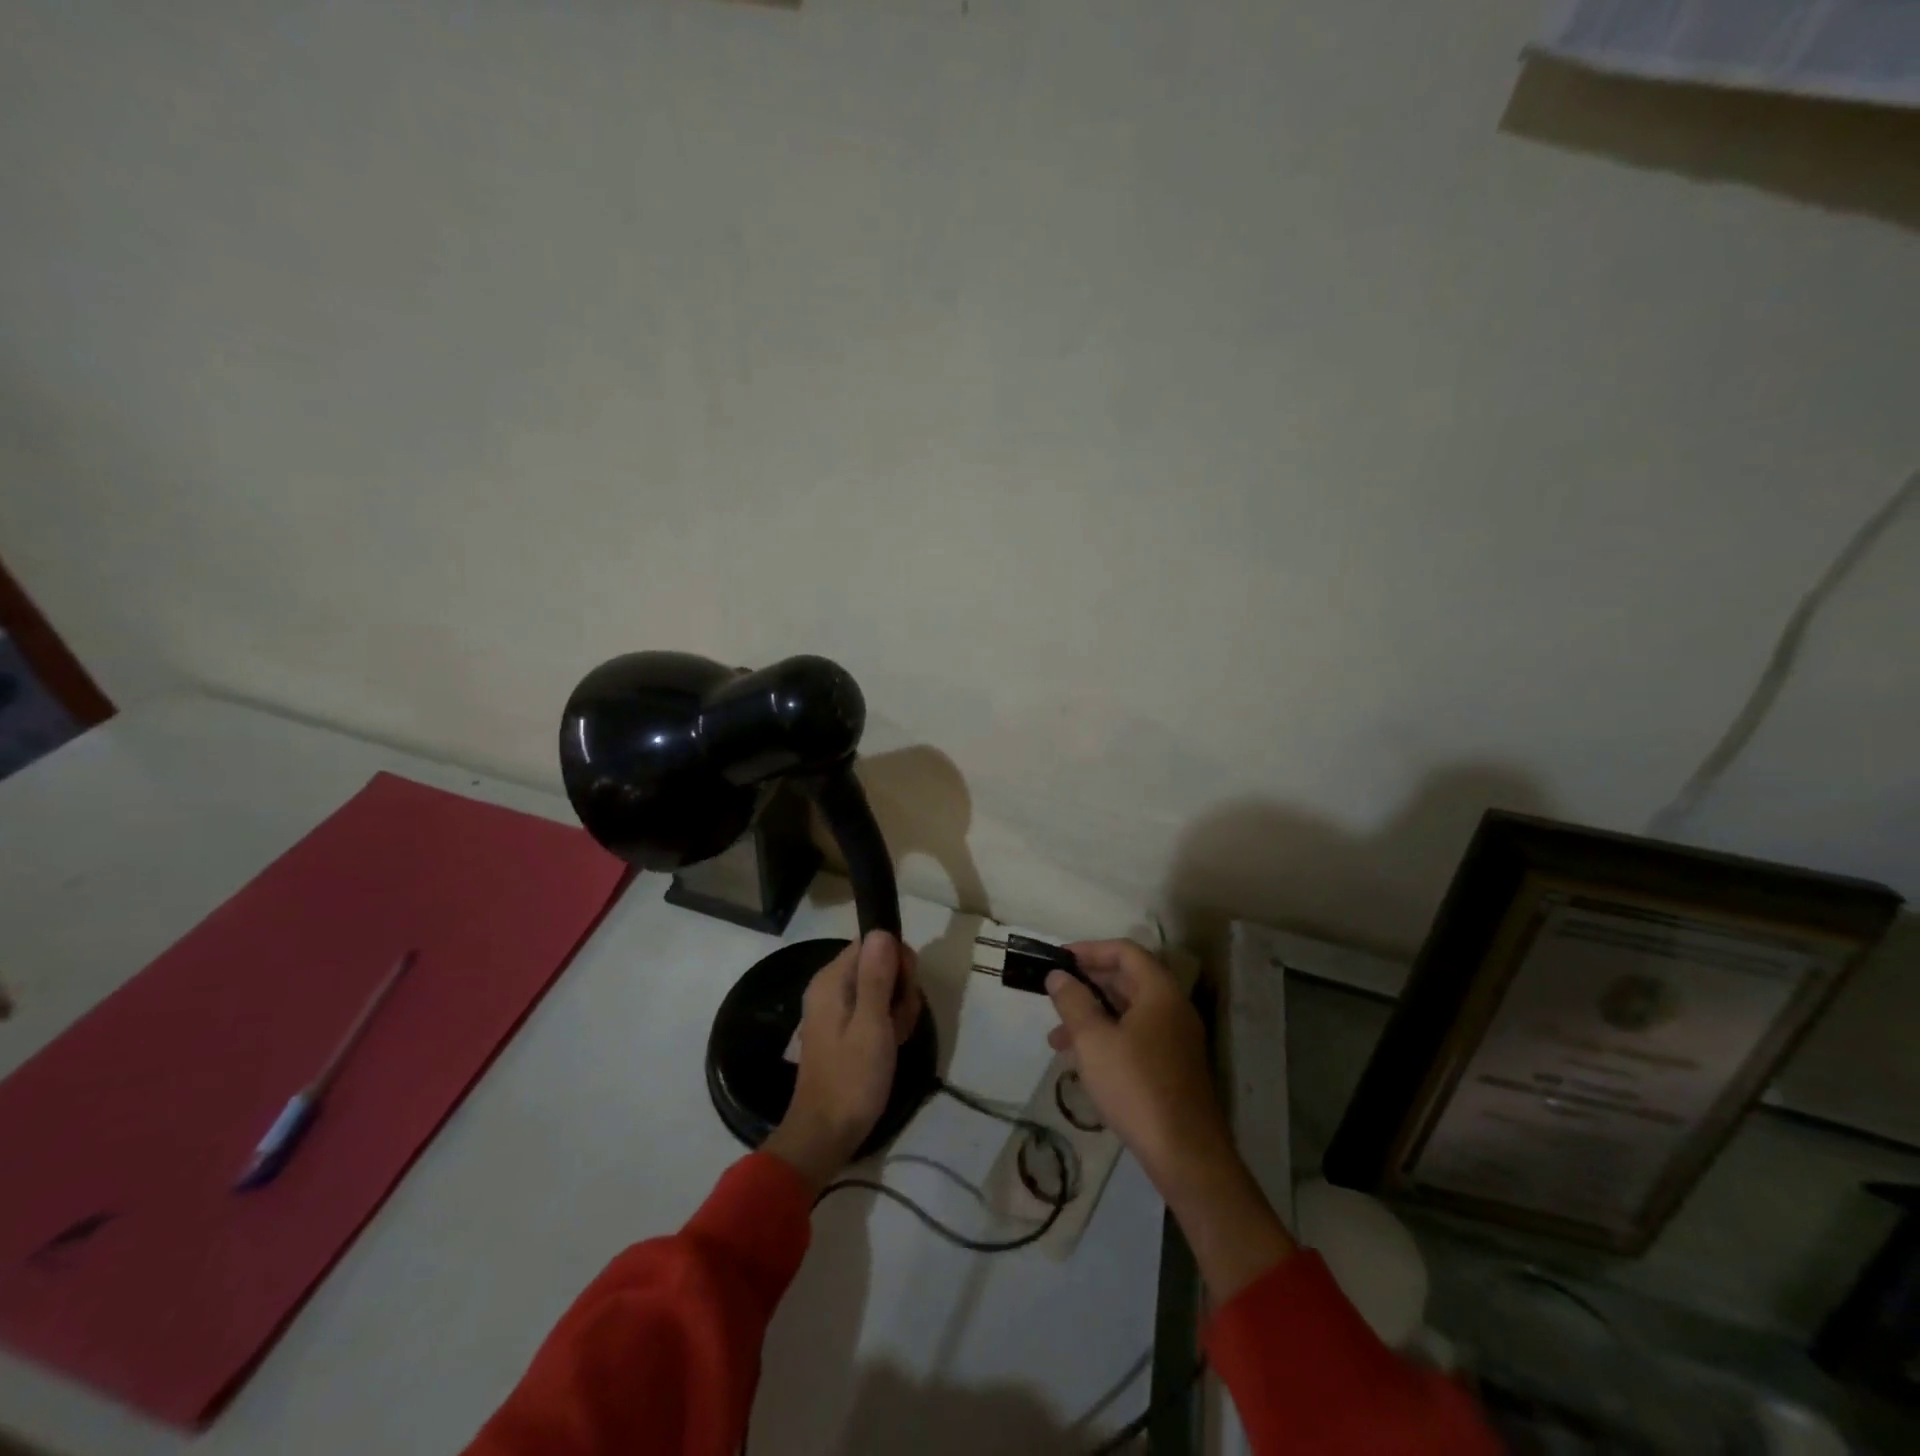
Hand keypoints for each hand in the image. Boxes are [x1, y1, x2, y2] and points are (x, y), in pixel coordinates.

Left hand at [764, 931, 921, 1194]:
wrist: (826, 1134)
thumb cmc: (852, 1078)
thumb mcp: (872, 1025)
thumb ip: (877, 976)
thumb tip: (882, 930)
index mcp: (832, 979)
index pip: (873, 942)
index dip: (896, 960)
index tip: (905, 990)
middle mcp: (831, 986)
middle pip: (879, 963)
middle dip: (900, 987)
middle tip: (899, 1021)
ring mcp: (837, 1008)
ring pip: (882, 987)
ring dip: (898, 1008)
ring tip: (896, 1038)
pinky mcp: (844, 1028)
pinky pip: (874, 1009)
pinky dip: (888, 1023)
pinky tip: (892, 1045)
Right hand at [1049, 940, 1293, 1301]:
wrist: (1186, 1155)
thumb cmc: (1136, 1087)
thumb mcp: (1093, 1041)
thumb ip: (1073, 1002)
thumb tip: (1058, 976)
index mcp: (1160, 992)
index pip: (1125, 951)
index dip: (1090, 949)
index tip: (1059, 959)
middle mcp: (1173, 1008)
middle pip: (1128, 979)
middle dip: (1087, 984)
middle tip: (1054, 993)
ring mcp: (1176, 1039)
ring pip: (1129, 1011)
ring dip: (1092, 1015)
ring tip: (1056, 1037)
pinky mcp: (1173, 1067)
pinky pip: (1136, 1036)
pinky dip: (1107, 1037)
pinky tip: (1082, 1061)